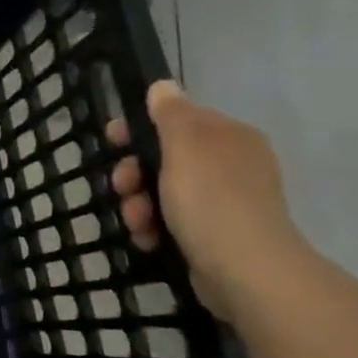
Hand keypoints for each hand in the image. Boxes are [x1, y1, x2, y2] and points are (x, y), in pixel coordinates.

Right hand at [108, 81, 310, 317]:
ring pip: (163, 193)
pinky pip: (172, 222)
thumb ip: (170, 113)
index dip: (140, 128)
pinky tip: (148, 239)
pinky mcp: (215, 236)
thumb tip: (163, 86)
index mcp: (229, 137)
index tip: (112, 140)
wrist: (246, 271)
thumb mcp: (185, 145)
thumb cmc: (211, 199)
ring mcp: (224, 203)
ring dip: (139, 205)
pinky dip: (155, 228)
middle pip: (165, 158)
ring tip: (137, 223)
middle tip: (122, 188)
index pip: (177, 120)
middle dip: (135, 174)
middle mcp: (231, 165)